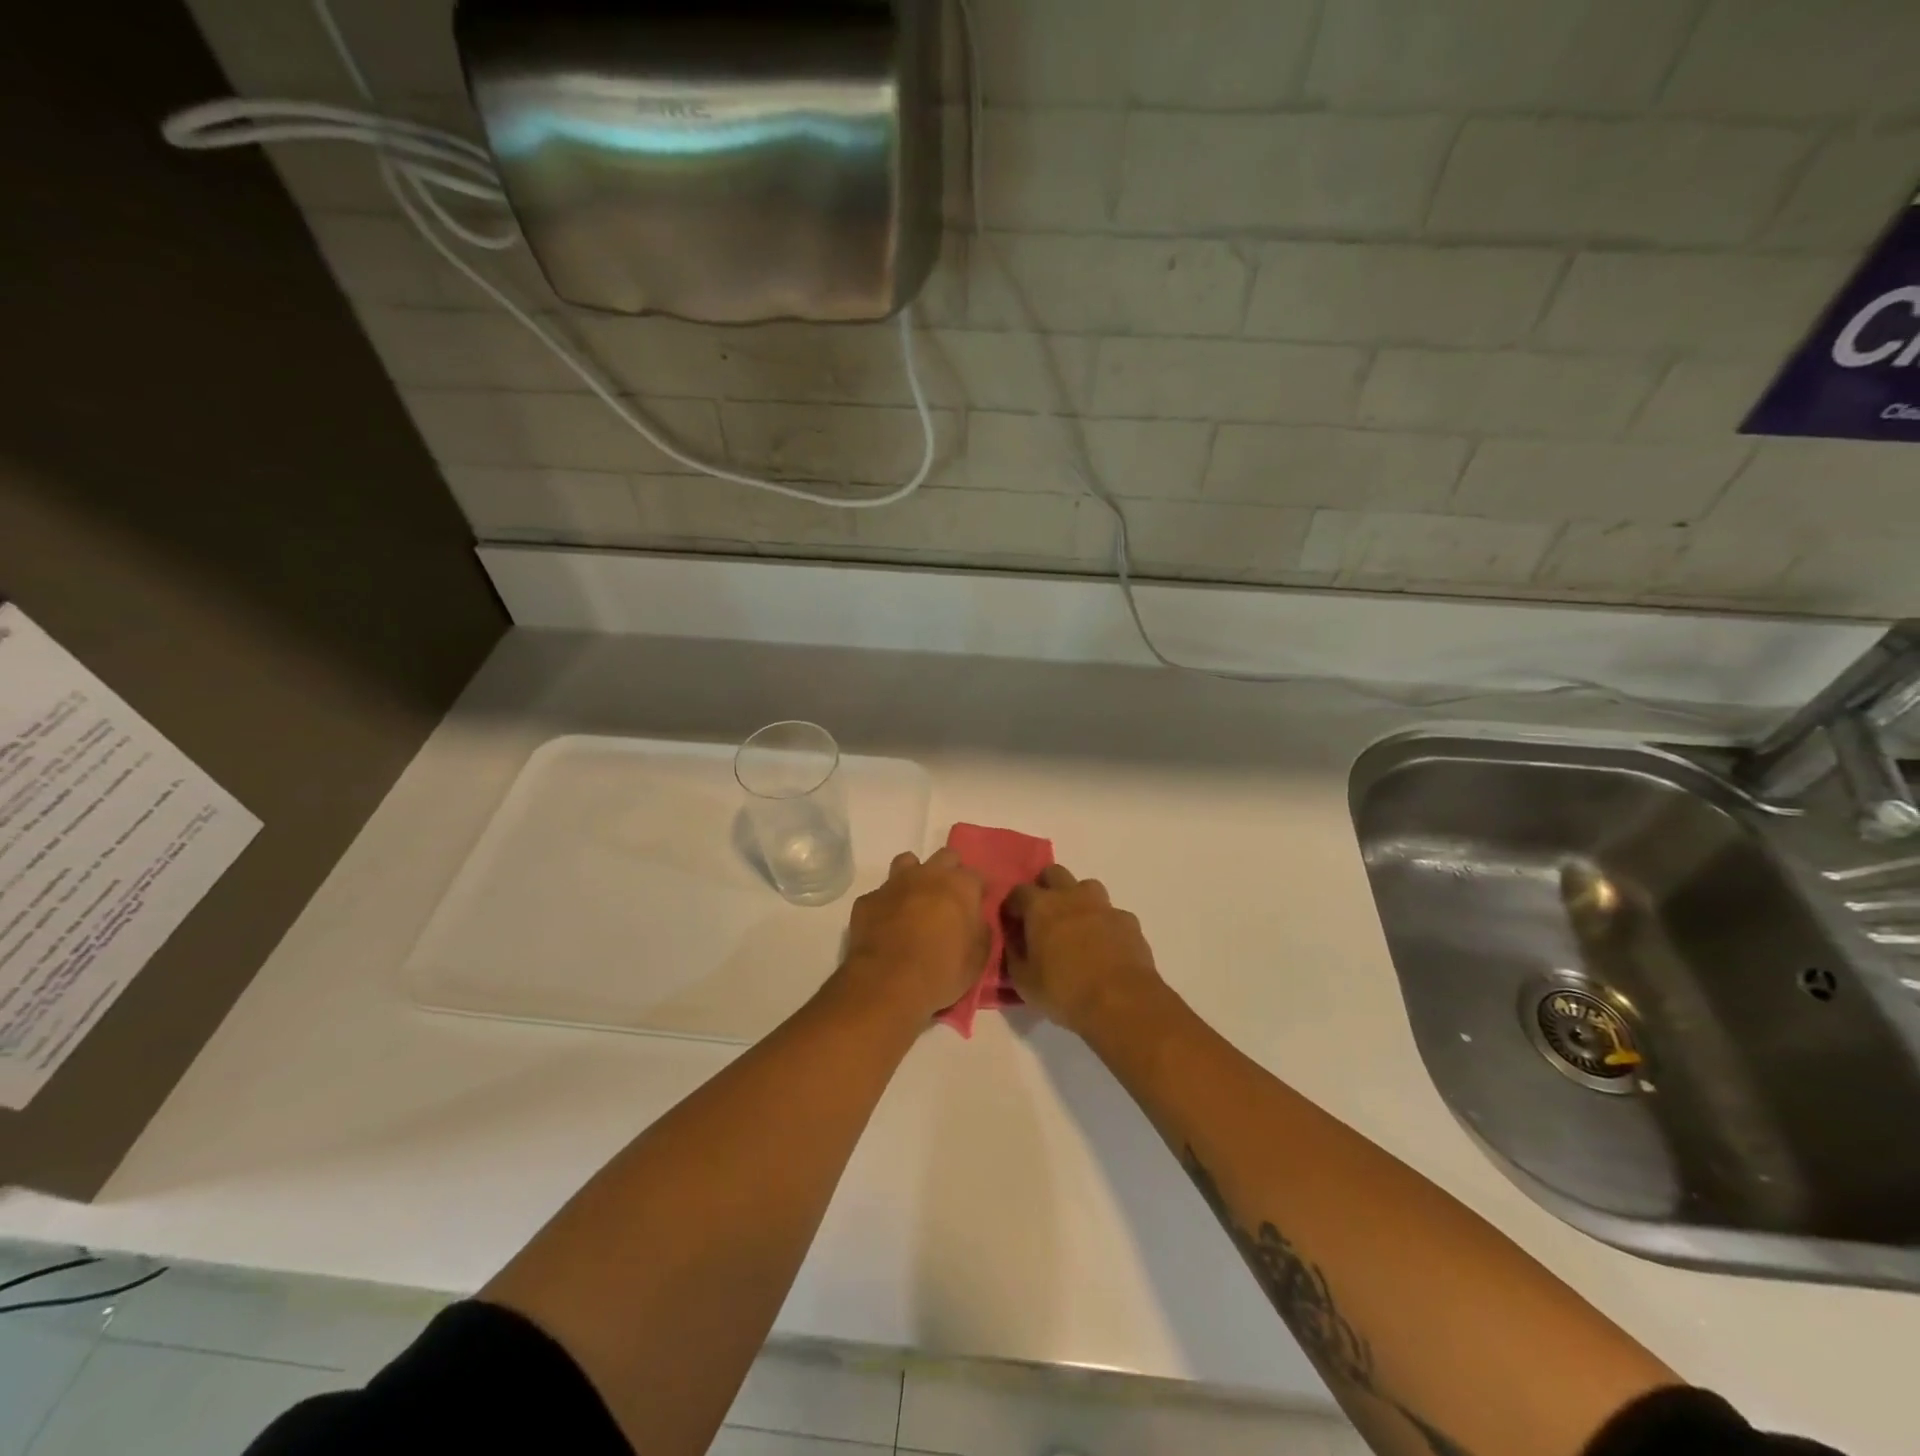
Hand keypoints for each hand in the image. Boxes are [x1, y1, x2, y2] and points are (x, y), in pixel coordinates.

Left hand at [835, 848, 987, 1022]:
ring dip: (915, 876)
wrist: (889, 981)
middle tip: (949, 898)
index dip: (978, 890)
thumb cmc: (942, 970)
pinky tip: (886, 923)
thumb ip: (980, 931)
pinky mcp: (868, 899)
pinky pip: (880, 894)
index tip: (978, 904)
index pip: (977, 875)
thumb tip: (975, 921)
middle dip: (950, 872)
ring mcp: (895, 883)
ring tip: (915, 900)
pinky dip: (886, 904)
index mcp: (960, 886)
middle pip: (945, 857)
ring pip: (907, 862)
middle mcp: (929, 875)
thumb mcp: (978, 958)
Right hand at [1005, 865, 1162, 1037]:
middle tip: (1043, 916)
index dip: (1012, 906)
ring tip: (1076, 926)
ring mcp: (1104, 906)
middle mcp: (1072, 896)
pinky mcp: (1129, 921)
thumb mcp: (1024, 982)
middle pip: (1053, 873)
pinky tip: (1105, 946)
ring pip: (1087, 887)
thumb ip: (1013, 956)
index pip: (1018, 892)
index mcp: (1041, 907)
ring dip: (1078, 900)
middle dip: (1045, 888)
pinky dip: (1105, 924)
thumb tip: (1013, 942)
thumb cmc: (1065, 992)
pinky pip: (1112, 914)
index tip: (1012, 923)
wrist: (1122, 1002)